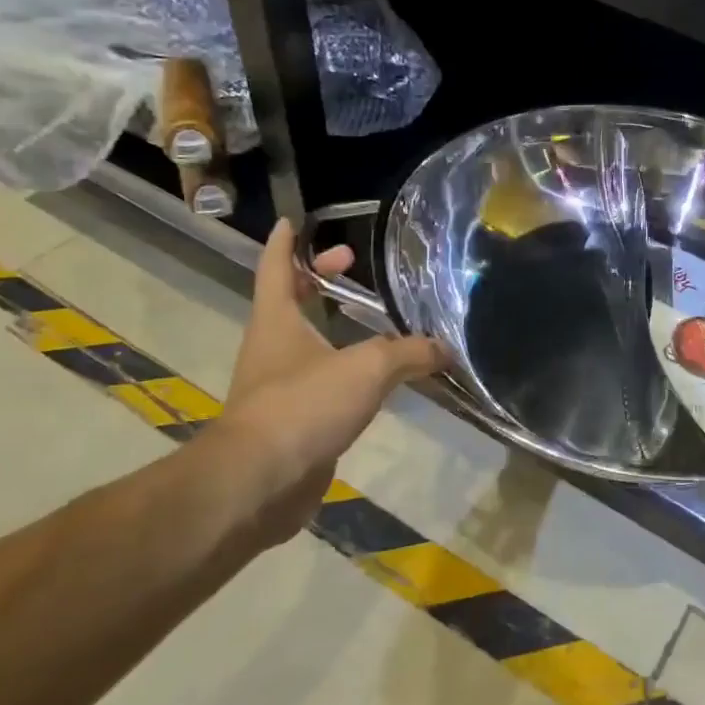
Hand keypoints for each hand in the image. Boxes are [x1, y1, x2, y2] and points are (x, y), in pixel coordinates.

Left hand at [215, 219, 442, 548]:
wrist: (259, 483)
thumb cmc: (303, 406)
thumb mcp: (368, 368)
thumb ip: (410, 353)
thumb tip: (445, 348)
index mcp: (277, 321)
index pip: (277, 268)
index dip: (286, 242)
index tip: (295, 221)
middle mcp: (273, 348)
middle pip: (291, 301)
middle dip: (318, 280)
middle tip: (352, 265)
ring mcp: (279, 388)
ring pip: (308, 344)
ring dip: (334, 327)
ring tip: (376, 322)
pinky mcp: (292, 425)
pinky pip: (323, 385)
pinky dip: (346, 373)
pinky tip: (376, 380)